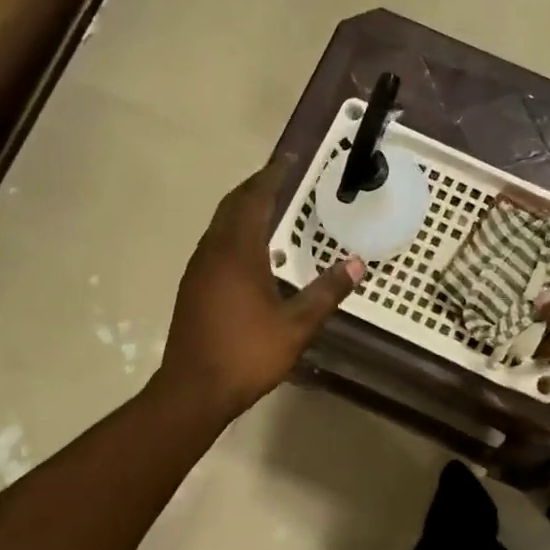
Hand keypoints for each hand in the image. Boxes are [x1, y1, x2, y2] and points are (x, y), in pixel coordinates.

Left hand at [160, 161, 363, 419]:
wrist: (193, 390)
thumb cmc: (247, 354)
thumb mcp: (296, 325)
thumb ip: (326, 292)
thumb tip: (357, 264)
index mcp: (237, 253)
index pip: (255, 200)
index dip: (272, 177)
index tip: (289, 159)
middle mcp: (213, 252)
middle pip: (232, 206)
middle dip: (256, 187)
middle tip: (282, 177)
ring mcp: (199, 270)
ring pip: (220, 224)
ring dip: (243, 208)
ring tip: (269, 206)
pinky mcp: (193, 287)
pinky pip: (215, 243)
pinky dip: (234, 231)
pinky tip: (251, 249)